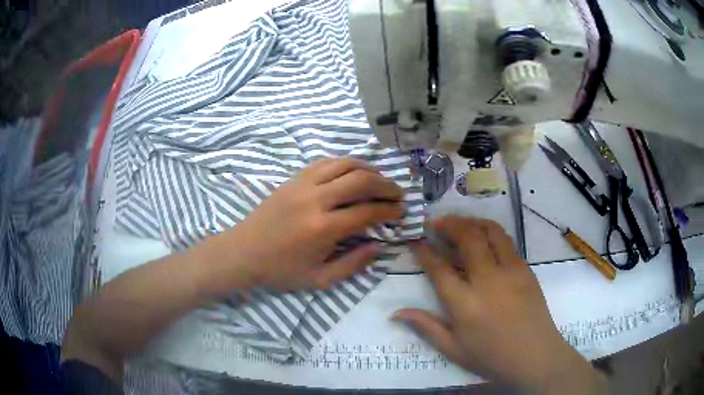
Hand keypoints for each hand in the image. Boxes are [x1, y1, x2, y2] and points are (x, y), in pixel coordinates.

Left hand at [194, 158, 403, 293]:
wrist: (243, 252)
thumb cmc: (281, 270)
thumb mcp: (320, 279)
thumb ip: (353, 264)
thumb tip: (379, 245)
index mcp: (324, 228)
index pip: (368, 211)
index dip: (390, 210)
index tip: (401, 212)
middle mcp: (316, 199)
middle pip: (361, 179)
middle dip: (386, 185)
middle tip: (398, 193)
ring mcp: (303, 184)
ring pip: (344, 163)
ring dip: (368, 168)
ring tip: (380, 179)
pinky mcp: (294, 178)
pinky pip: (325, 161)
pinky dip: (345, 163)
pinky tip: (352, 172)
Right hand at [393, 216, 604, 392]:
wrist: (534, 356)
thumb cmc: (491, 357)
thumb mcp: (453, 349)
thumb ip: (426, 326)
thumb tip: (396, 312)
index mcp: (465, 305)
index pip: (439, 269)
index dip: (425, 251)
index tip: (416, 240)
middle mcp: (487, 281)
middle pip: (467, 239)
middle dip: (449, 225)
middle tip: (437, 222)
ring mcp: (510, 271)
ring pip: (491, 232)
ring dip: (472, 222)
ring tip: (461, 222)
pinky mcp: (526, 269)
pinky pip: (507, 242)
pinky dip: (491, 232)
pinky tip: (484, 237)